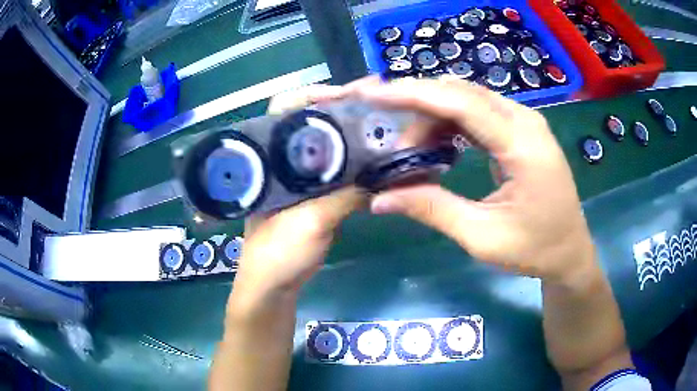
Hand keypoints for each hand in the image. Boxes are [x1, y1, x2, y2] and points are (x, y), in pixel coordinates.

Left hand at [233, 86, 365, 301]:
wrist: (273, 286)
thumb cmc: (278, 253)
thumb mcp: (311, 222)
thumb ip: (345, 195)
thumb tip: (384, 173)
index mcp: (271, 159)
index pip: (285, 109)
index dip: (315, 95)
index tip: (349, 94)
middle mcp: (284, 162)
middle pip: (314, 124)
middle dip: (345, 112)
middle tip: (379, 102)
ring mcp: (300, 179)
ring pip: (329, 148)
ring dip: (355, 138)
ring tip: (386, 127)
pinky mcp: (314, 197)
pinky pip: (338, 173)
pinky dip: (359, 167)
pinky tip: (381, 163)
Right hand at [346, 77, 595, 284]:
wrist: (569, 251)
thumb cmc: (534, 249)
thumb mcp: (482, 237)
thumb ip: (432, 210)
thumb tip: (379, 200)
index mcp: (523, 145)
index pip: (463, 103)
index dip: (415, 94)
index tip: (375, 96)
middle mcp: (525, 121)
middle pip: (462, 94)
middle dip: (419, 108)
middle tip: (393, 142)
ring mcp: (525, 122)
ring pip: (468, 99)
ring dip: (434, 117)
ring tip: (412, 150)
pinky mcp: (520, 130)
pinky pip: (479, 112)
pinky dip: (451, 123)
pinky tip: (437, 146)